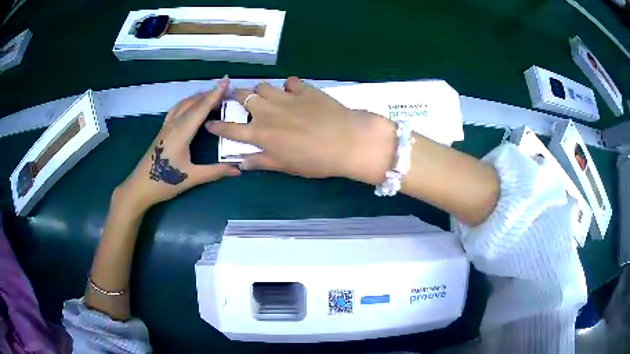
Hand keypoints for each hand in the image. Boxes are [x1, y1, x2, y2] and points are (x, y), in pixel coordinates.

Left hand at [115, 76, 239, 214]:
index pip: (201, 108)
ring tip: (211, 94)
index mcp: (182, 132)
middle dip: (209, 93)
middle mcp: (174, 124)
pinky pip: (176, 109)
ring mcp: (166, 126)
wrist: (140, 186)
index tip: (226, 80)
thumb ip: (215, 172)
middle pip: (193, 103)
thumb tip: (238, 170)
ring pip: (183, 104)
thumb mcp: (192, 178)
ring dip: (198, 97)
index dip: (215, 94)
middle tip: (225, 88)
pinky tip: (191, 105)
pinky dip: (187, 103)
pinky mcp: (162, 130)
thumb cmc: (165, 182)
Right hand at [205, 77, 395, 183]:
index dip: (218, 126)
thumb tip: (242, 163)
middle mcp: (267, 112)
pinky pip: (289, 82)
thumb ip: (262, 162)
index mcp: (260, 134)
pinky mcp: (304, 89)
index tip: (210, 123)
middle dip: (236, 97)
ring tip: (266, 97)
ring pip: (263, 86)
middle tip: (238, 100)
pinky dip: (288, 86)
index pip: (231, 129)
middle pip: (243, 97)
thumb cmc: (315, 160)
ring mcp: (285, 97)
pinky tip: (293, 92)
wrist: (346, 141)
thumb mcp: (285, 166)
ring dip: (260, 91)